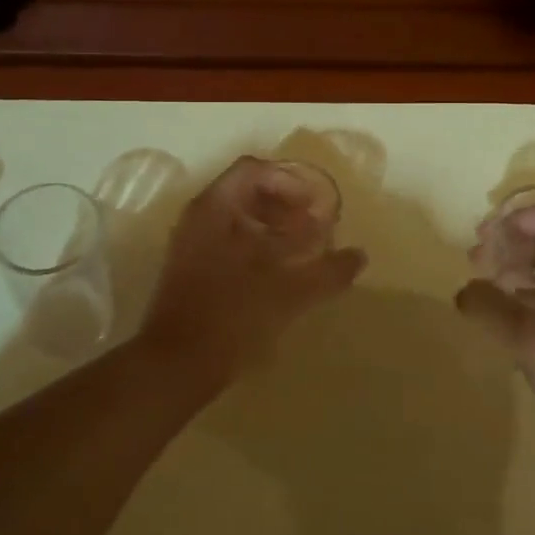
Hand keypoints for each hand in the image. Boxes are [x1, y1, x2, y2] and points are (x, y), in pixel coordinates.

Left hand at [138, 157, 365, 390]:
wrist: (176, 364)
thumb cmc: (233, 315)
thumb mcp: (290, 291)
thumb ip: (328, 270)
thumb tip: (359, 255)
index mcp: (216, 206)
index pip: (254, 169)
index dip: (289, 182)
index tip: (315, 207)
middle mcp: (198, 217)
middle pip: (245, 191)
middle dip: (284, 205)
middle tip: (314, 228)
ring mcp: (189, 243)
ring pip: (236, 219)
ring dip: (271, 227)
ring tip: (301, 252)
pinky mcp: (189, 270)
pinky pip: (225, 241)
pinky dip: (254, 247)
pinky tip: (276, 275)